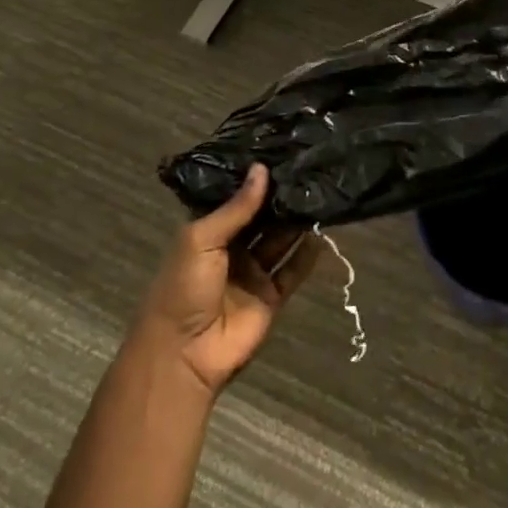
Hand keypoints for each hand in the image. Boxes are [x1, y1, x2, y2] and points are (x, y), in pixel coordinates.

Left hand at [135, 164, 320, 396]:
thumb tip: (262, 169)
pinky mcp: (272, 296)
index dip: (255, 180)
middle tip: (309, 168)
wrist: (184, 353)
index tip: (281, 154)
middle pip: (262, 218)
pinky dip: (308, 254)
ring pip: (280, 240)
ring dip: (297, 221)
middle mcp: (232, 248)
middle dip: (281, 198)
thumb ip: (236, 207)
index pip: (236, 199)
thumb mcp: (201, 239)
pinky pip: (293, 270)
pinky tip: (324, 232)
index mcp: (208, 231)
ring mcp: (253, 273)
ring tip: (321, 192)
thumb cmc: (183, 287)